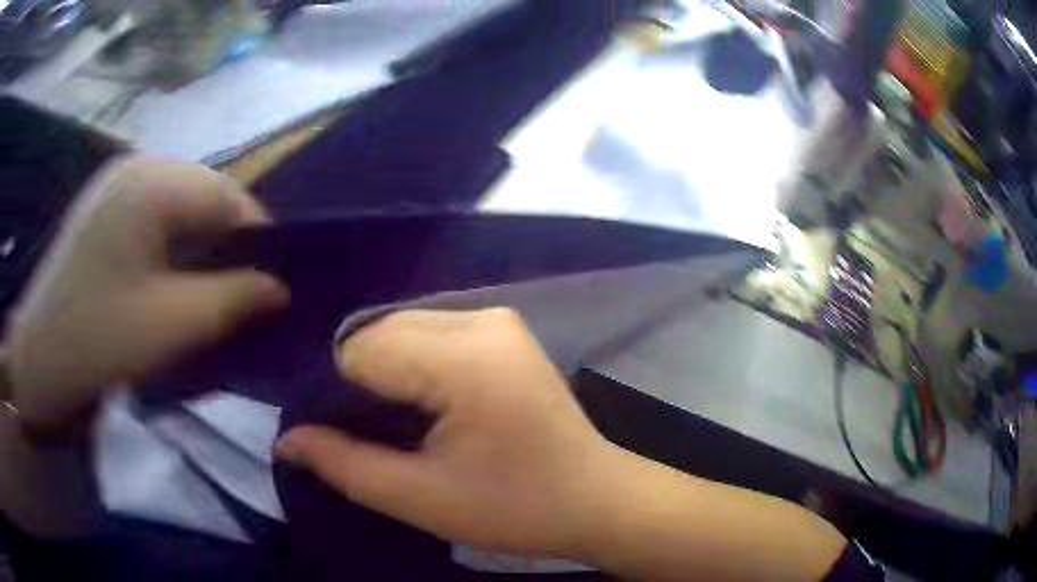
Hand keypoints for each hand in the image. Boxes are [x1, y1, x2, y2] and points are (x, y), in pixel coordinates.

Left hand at [3, 155, 288, 427]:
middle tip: (238, 298)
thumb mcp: (172, 325)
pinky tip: (170, 280)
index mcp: (152, 181)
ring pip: (183, 207)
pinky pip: (157, 216)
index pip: (230, 197)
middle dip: (228, 246)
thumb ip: (234, 299)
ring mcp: (118, 183)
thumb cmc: (97, 341)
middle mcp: (138, 165)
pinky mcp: (106, 207)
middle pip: (206, 197)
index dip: (259, 242)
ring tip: (205, 292)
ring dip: (200, 248)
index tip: (273, 290)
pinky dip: (174, 246)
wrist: (38, 361)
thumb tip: (280, 288)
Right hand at [277, 308, 619, 558]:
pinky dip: (413, 364)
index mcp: (463, 359)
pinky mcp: (503, 329)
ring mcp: (496, 318)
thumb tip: (285, 439)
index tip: (349, 440)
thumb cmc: (515, 509)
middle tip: (376, 438)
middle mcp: (480, 319)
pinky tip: (428, 405)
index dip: (340, 397)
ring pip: (400, 329)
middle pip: (379, 333)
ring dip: (387, 372)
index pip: (359, 353)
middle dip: (362, 382)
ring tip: (402, 426)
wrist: (595, 498)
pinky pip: (430, 333)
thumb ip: (343, 464)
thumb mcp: (421, 498)